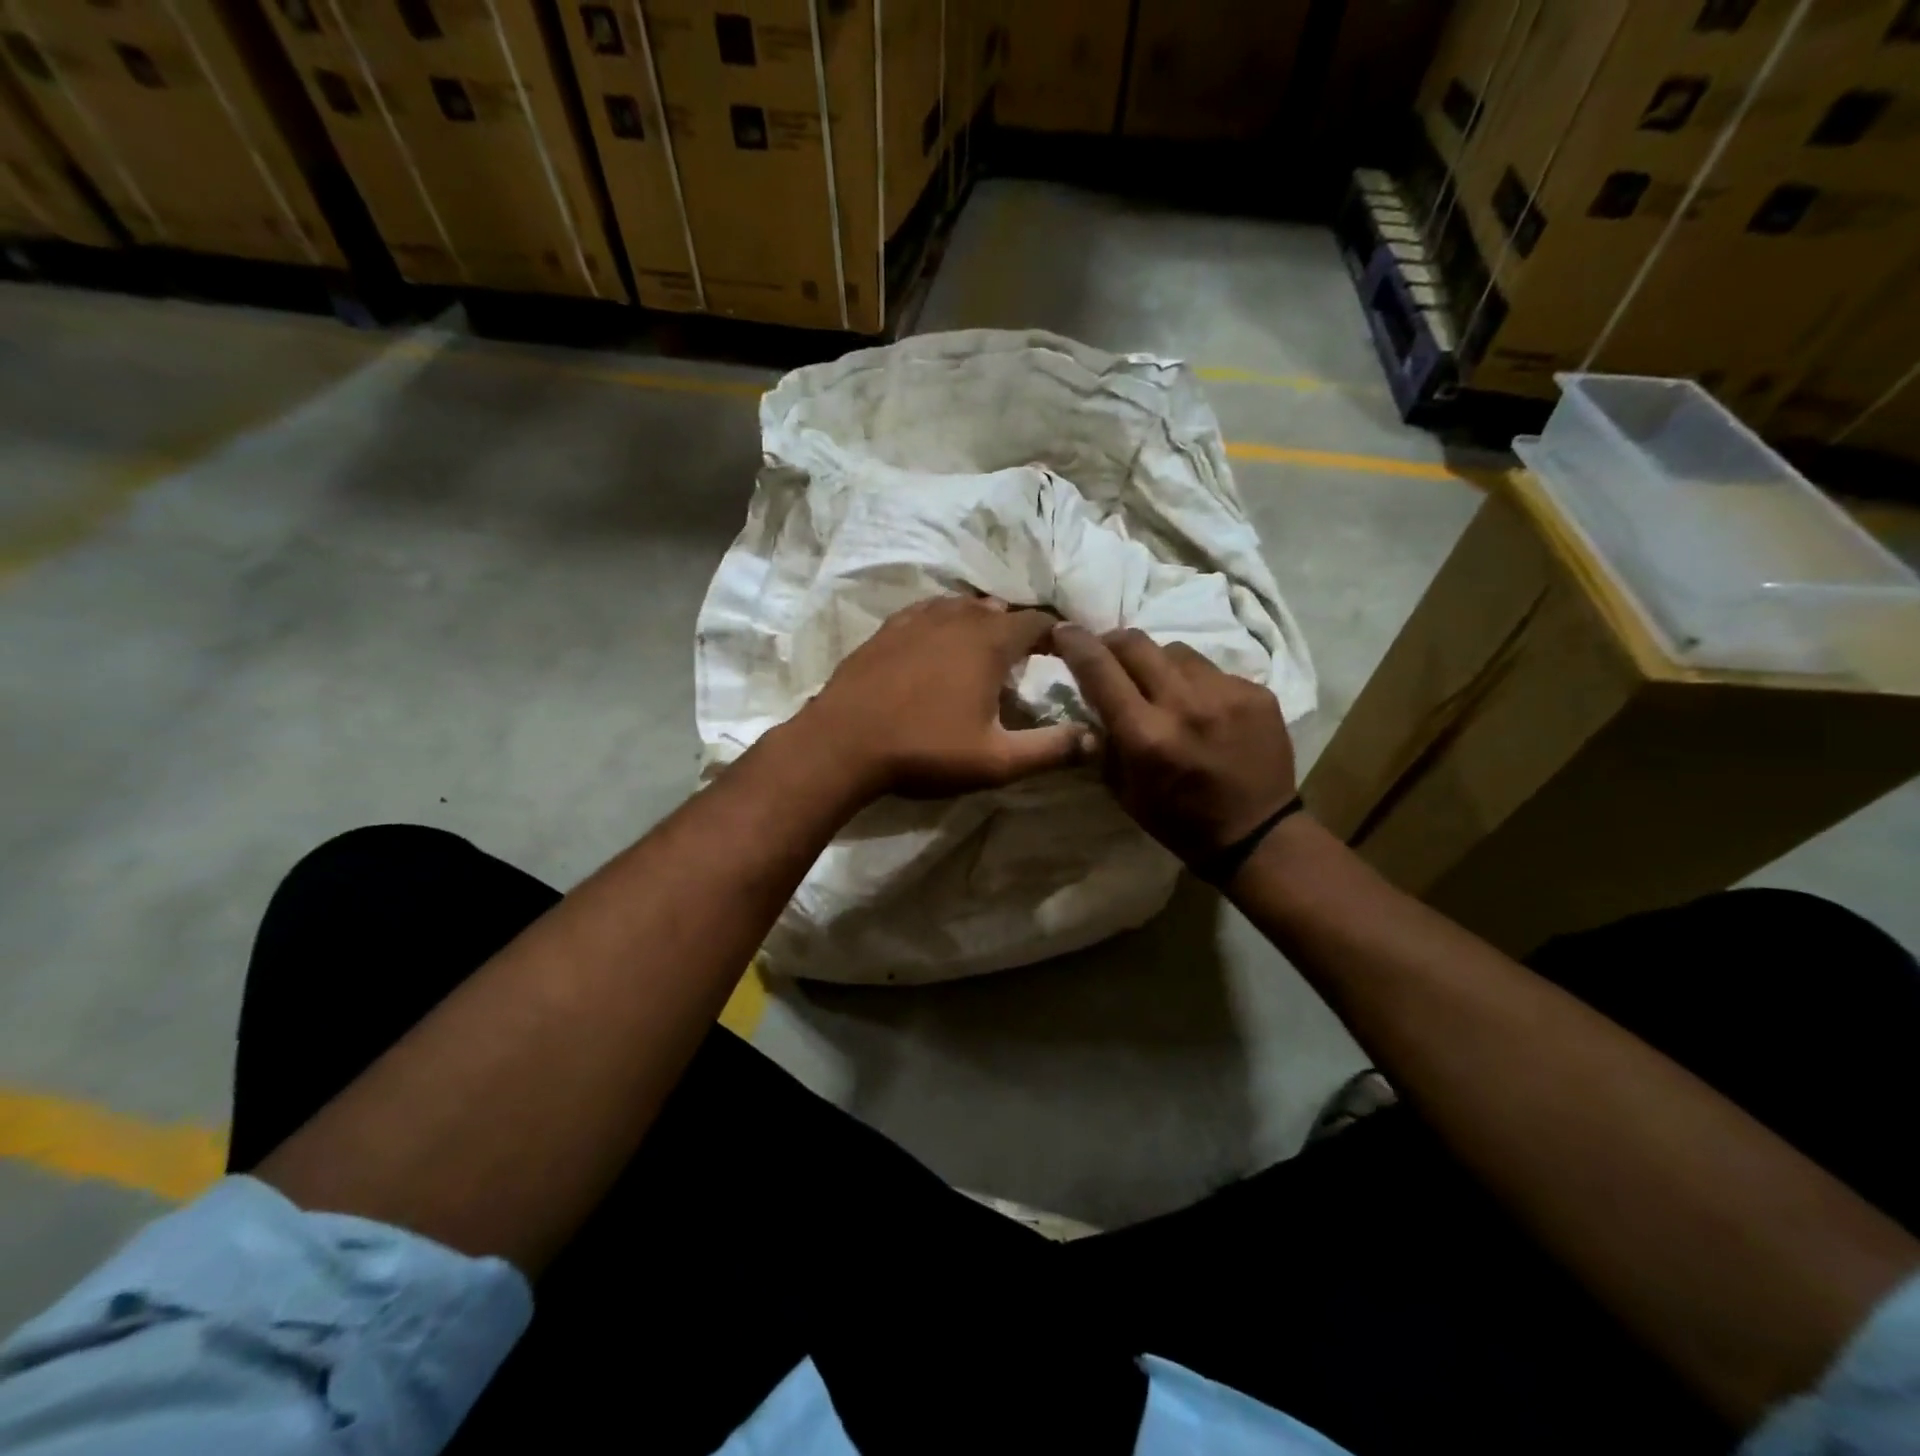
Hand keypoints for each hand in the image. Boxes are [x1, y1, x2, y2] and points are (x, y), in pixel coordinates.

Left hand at [798, 595, 1094, 799]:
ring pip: (962, 607)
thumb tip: (1097, 740)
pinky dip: (944, 621)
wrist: (842, 744)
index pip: (1038, 622)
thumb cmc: (925, 750)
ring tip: (986, 649)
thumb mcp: (996, 760)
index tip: (1066, 654)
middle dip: (1018, 629)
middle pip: (1000, 611)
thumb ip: (1050, 749)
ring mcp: (917, 619)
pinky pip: (927, 611)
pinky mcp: (887, 629)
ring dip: (981, 622)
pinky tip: (939, 640)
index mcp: (990, 642)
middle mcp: (957, 618)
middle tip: (1026, 660)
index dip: (1058, 635)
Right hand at [1051, 624, 1296, 866]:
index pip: (1099, 669)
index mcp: (1145, 735)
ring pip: (1175, 651)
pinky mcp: (1256, 692)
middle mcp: (1184, 704)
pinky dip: (1195, 681)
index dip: (1075, 643)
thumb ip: (1103, 741)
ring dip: (1156, 661)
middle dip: (1112, 642)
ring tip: (1158, 683)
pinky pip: (1212, 670)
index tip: (1062, 630)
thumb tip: (1089, 701)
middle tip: (1107, 652)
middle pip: (1136, 643)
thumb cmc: (1178, 820)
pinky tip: (1200, 705)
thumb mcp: (1123, 790)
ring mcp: (1225, 693)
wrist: (1258, 833)